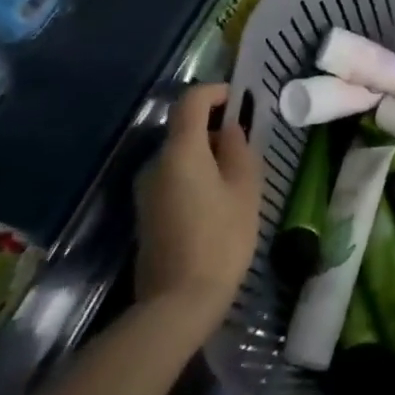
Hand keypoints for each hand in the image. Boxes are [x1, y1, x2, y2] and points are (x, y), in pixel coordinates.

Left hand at [133, 85, 261, 329]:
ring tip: (238, 179)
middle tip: (248, 148)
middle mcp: (156, 163)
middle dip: (216, 129)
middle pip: (184, 129)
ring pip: (180, 157)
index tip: (241, 101)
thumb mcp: (244, 189)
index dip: (216, 92)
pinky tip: (218, 203)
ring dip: (207, 157)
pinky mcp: (146, 214)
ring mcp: (146, 190)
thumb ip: (238, 150)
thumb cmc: (221, 239)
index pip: (192, 101)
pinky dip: (196, 178)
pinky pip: (173, 179)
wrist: (177, 303)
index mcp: (181, 151)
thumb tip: (230, 128)